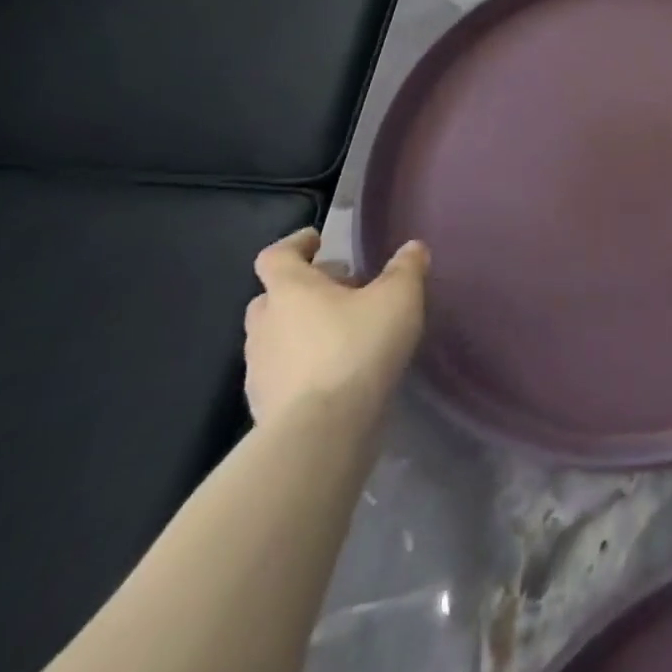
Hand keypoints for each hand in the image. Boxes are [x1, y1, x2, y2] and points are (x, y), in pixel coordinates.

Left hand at [244, 229, 427, 426]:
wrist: (320, 430)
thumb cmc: (357, 347)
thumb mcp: (399, 298)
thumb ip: (406, 268)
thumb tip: (412, 247)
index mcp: (290, 290)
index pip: (277, 256)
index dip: (296, 244)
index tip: (317, 240)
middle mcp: (265, 324)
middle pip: (274, 296)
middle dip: (305, 289)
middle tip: (343, 290)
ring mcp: (259, 367)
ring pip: (277, 335)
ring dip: (303, 328)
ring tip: (344, 333)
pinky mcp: (264, 404)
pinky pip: (283, 371)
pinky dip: (304, 364)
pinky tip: (337, 373)